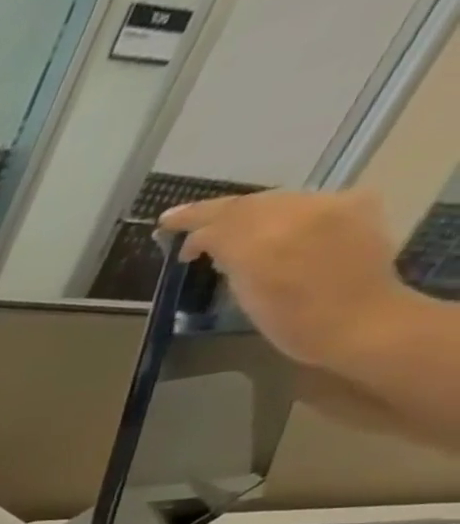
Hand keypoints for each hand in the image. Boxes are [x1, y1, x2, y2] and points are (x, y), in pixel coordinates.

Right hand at [158, 189, 414, 374]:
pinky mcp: (356, 206)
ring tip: (223, 229)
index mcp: (266, 240)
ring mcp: (333, 205)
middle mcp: (302, 212)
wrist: (359, 322)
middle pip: (249, 204)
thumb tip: (207, 242)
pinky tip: (270, 229)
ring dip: (245, 212)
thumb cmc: (291, 322)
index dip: (191, 219)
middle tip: (186, 224)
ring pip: (275, 200)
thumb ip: (226, 257)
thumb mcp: (244, 293)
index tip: (164, 224)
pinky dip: (279, 212)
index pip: (221, 219)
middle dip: (216, 213)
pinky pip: (305, 201)